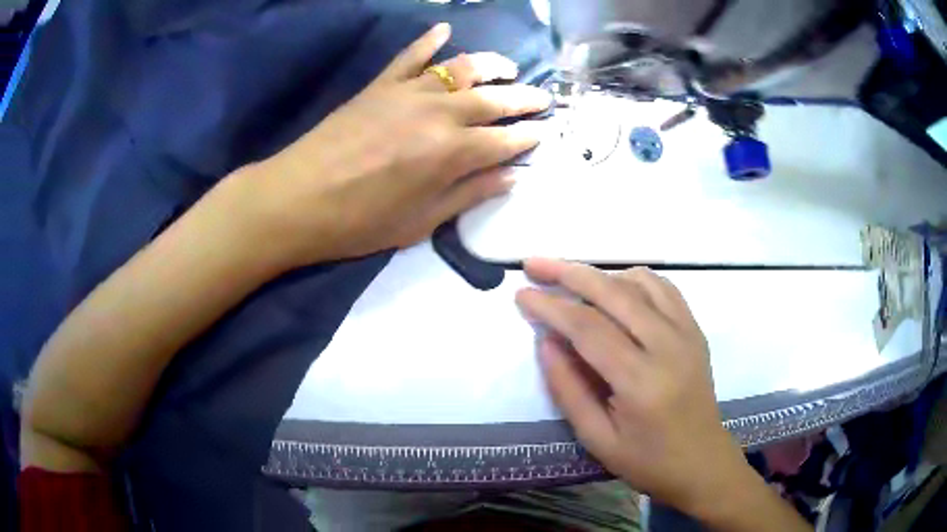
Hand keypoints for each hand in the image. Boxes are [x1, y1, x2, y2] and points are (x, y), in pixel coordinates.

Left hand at [242, 23, 550, 268]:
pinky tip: (444, 28)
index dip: (528, 137)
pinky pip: (410, 55)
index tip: (544, 133)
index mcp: (452, 153)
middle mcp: (439, 114)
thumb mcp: (421, 222)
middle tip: (543, 98)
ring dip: (491, 65)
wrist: (297, 199)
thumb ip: (469, 194)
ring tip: (510, 67)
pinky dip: (428, 40)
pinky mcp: (380, 85)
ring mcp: (408, 93)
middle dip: (524, 99)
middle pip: (493, 100)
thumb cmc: (359, 221)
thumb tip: (512, 176)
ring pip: (461, 68)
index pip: (505, 140)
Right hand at [515, 259, 751, 517]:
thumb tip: (546, 340)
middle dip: (569, 273)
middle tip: (535, 264)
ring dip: (600, 274)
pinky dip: (633, 279)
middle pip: (614, 293)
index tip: (522, 293)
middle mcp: (668, 346)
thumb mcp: (597, 438)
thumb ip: (568, 389)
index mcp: (641, 382)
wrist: (701, 461)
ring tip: (570, 279)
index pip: (589, 329)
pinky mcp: (695, 329)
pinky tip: (614, 287)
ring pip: (640, 282)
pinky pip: (663, 288)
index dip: (551, 307)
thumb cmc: (647, 460)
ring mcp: (687, 333)